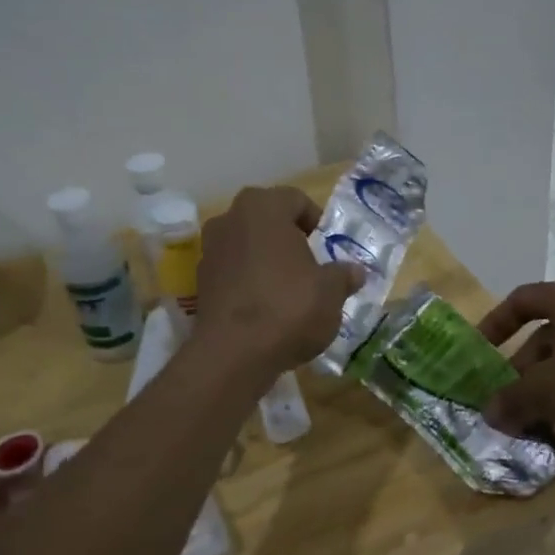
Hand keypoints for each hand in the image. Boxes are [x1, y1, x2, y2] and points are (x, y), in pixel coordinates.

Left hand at [195, 186, 363, 377]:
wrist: (234, 354)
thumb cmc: (289, 307)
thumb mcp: (331, 291)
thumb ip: (343, 275)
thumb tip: (354, 272)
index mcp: (263, 207)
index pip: (296, 200)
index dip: (316, 222)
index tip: (328, 248)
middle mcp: (230, 219)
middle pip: (267, 221)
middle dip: (289, 239)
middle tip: (311, 266)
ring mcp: (209, 250)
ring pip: (248, 246)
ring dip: (267, 261)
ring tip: (290, 290)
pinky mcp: (200, 283)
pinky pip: (233, 272)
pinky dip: (249, 282)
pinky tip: (267, 308)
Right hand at [478, 274, 554, 444]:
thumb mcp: (545, 391)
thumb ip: (512, 400)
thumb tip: (489, 414)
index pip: (521, 301)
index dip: (495, 325)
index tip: (479, 352)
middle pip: (546, 334)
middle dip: (522, 370)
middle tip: (507, 402)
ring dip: (548, 388)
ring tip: (534, 421)